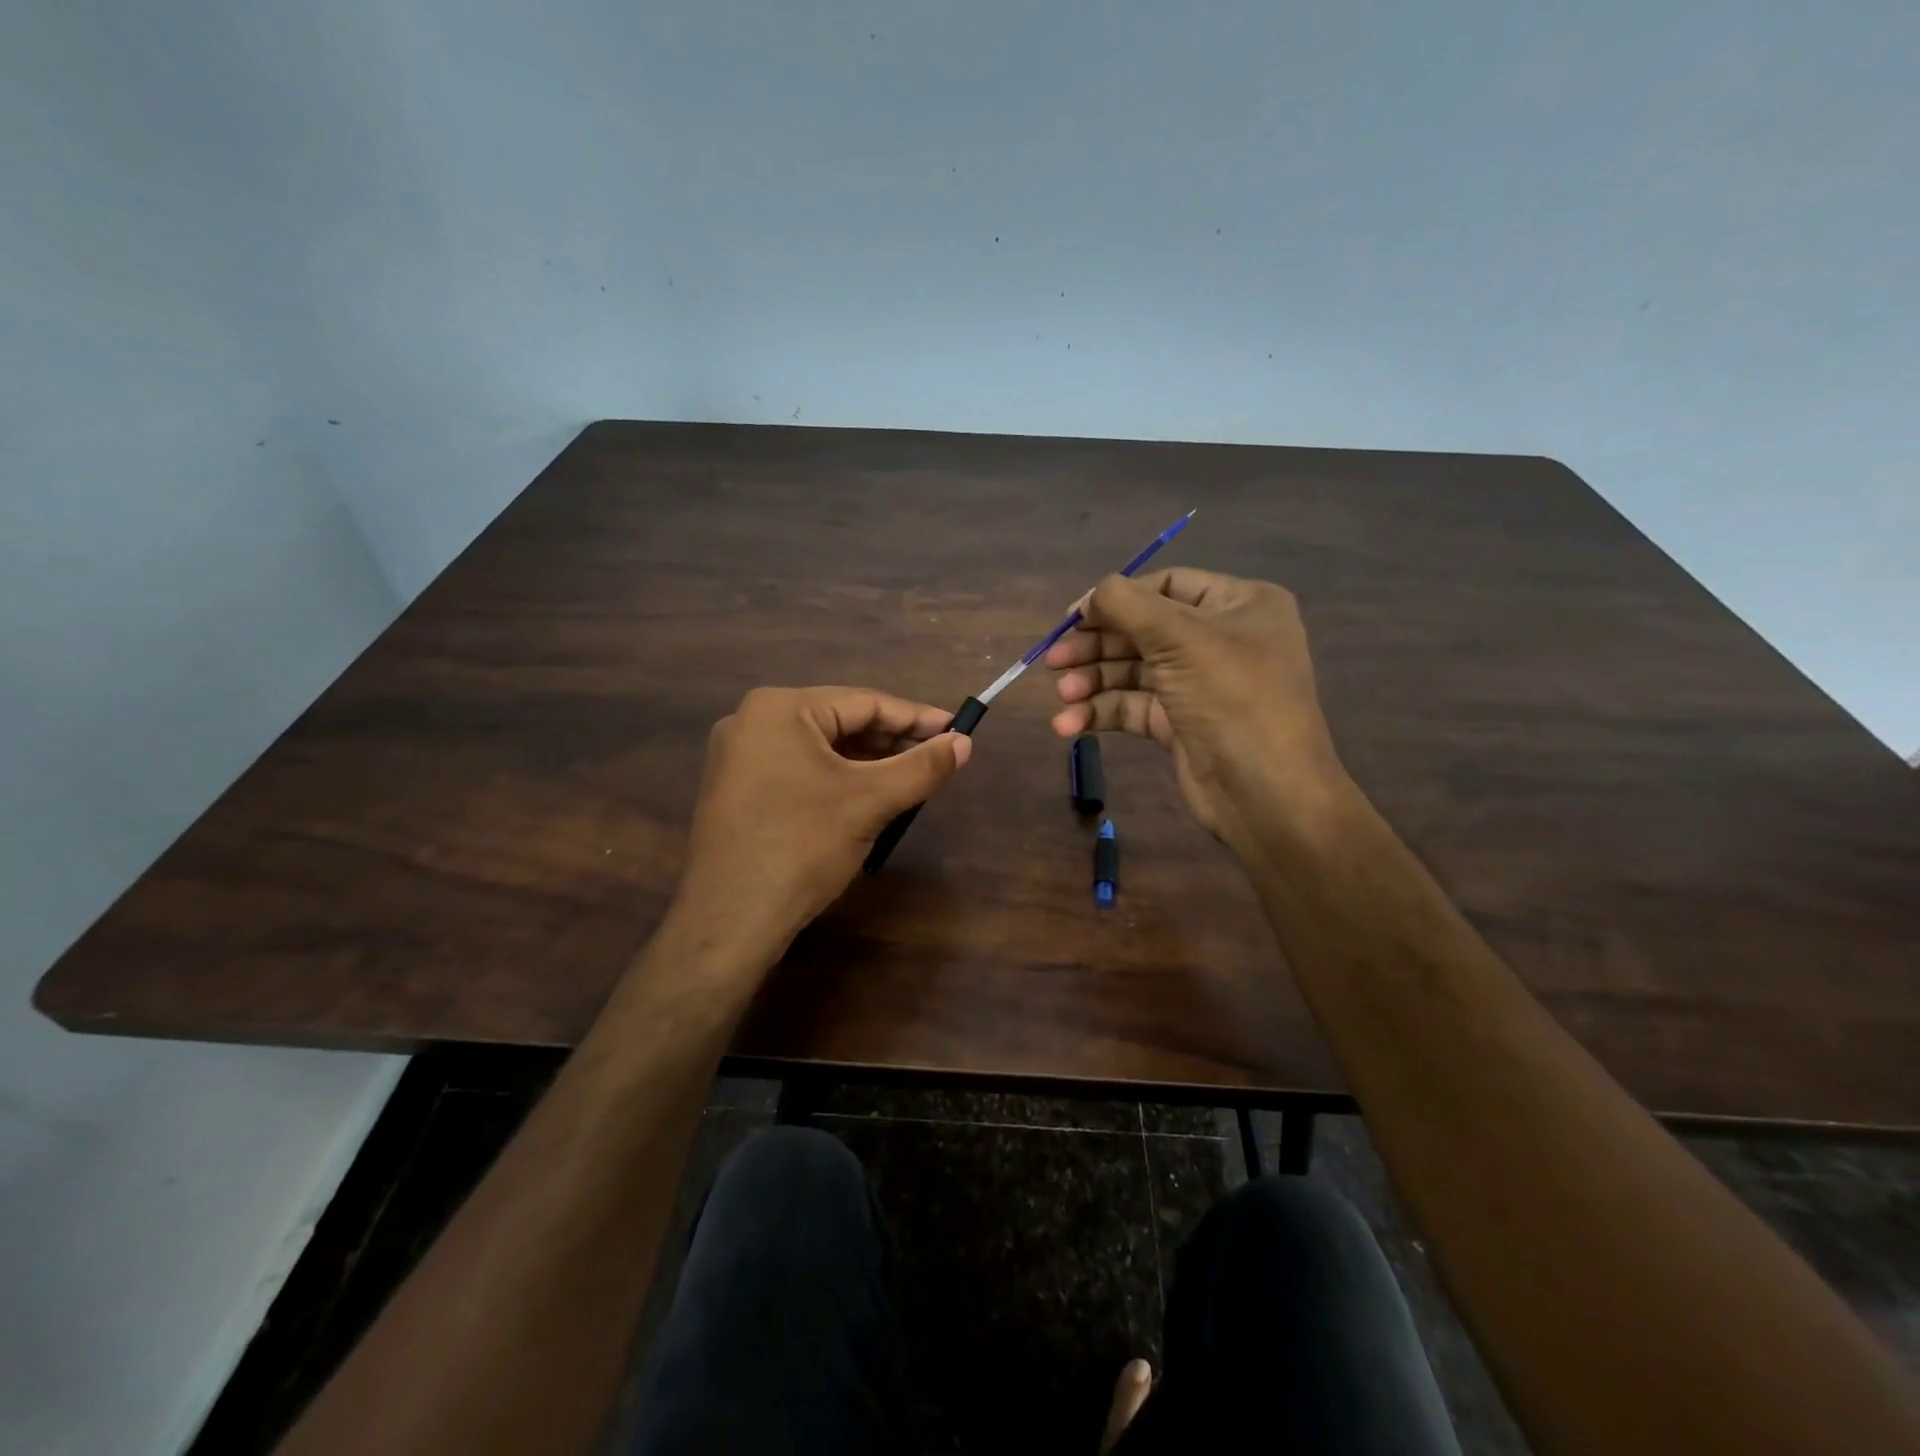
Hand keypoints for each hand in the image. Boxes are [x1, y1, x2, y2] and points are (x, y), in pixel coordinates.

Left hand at [671, 686, 970, 955]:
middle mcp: (753, 721)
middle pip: (840, 722)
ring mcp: (739, 757)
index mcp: (779, 708)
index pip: (864, 702)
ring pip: (821, 749)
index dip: (916, 717)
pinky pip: (800, 770)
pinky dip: (837, 779)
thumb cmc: (803, 846)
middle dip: (891, 742)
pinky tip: (866, 797)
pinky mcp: (737, 790)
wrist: (730, 919)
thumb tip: (965, 744)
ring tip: (909, 779)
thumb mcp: (870, 802)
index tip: (957, 730)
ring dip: (867, 763)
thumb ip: (922, 767)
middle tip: (936, 758)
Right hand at [1044, 568, 1345, 847]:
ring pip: (1133, 671)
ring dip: (1093, 682)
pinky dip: (1101, 712)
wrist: (1267, 794)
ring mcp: (1199, 684)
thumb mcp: (1180, 638)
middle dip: (1096, 645)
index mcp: (1239, 605)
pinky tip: (1069, 724)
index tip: (1073, 617)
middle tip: (1054, 660)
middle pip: (1143, 630)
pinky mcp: (1180, 724)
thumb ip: (1127, 605)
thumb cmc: (1232, 699)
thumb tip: (1090, 594)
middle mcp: (1221, 639)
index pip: (1167, 585)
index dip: (1117, 597)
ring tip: (1062, 697)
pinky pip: (1133, 707)